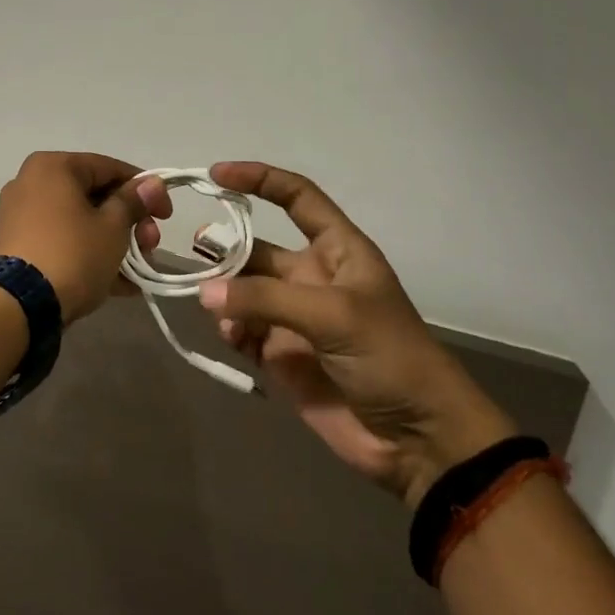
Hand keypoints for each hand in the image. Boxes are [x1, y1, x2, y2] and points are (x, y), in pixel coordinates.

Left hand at [0, 152, 171, 324]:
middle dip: (130, 223)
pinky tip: (118, 285)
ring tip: (138, 272)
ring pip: (80, 222)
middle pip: (95, 196)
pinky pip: (62, 242)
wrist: (15, 306)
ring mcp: (21, 216)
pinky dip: (88, 256)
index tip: (167, 215)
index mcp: (53, 167)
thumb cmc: (71, 254)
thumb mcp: (112, 228)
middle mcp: (32, 183)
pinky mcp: (17, 246)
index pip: (110, 168)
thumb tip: (153, 183)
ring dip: (114, 244)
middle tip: (151, 246)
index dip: (145, 189)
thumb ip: (133, 202)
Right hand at [196, 162, 517, 508]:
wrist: (418, 440)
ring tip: (211, 303)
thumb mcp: (333, 314)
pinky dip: (228, 327)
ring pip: (242, 288)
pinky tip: (231, 336)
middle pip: (257, 246)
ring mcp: (293, 316)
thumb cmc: (389, 357)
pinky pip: (240, 328)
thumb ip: (265, 299)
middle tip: (196, 253)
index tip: (217, 175)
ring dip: (223, 291)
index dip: (259, 179)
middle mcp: (311, 276)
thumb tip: (203, 292)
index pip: (297, 197)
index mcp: (337, 250)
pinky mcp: (279, 353)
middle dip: (226, 246)